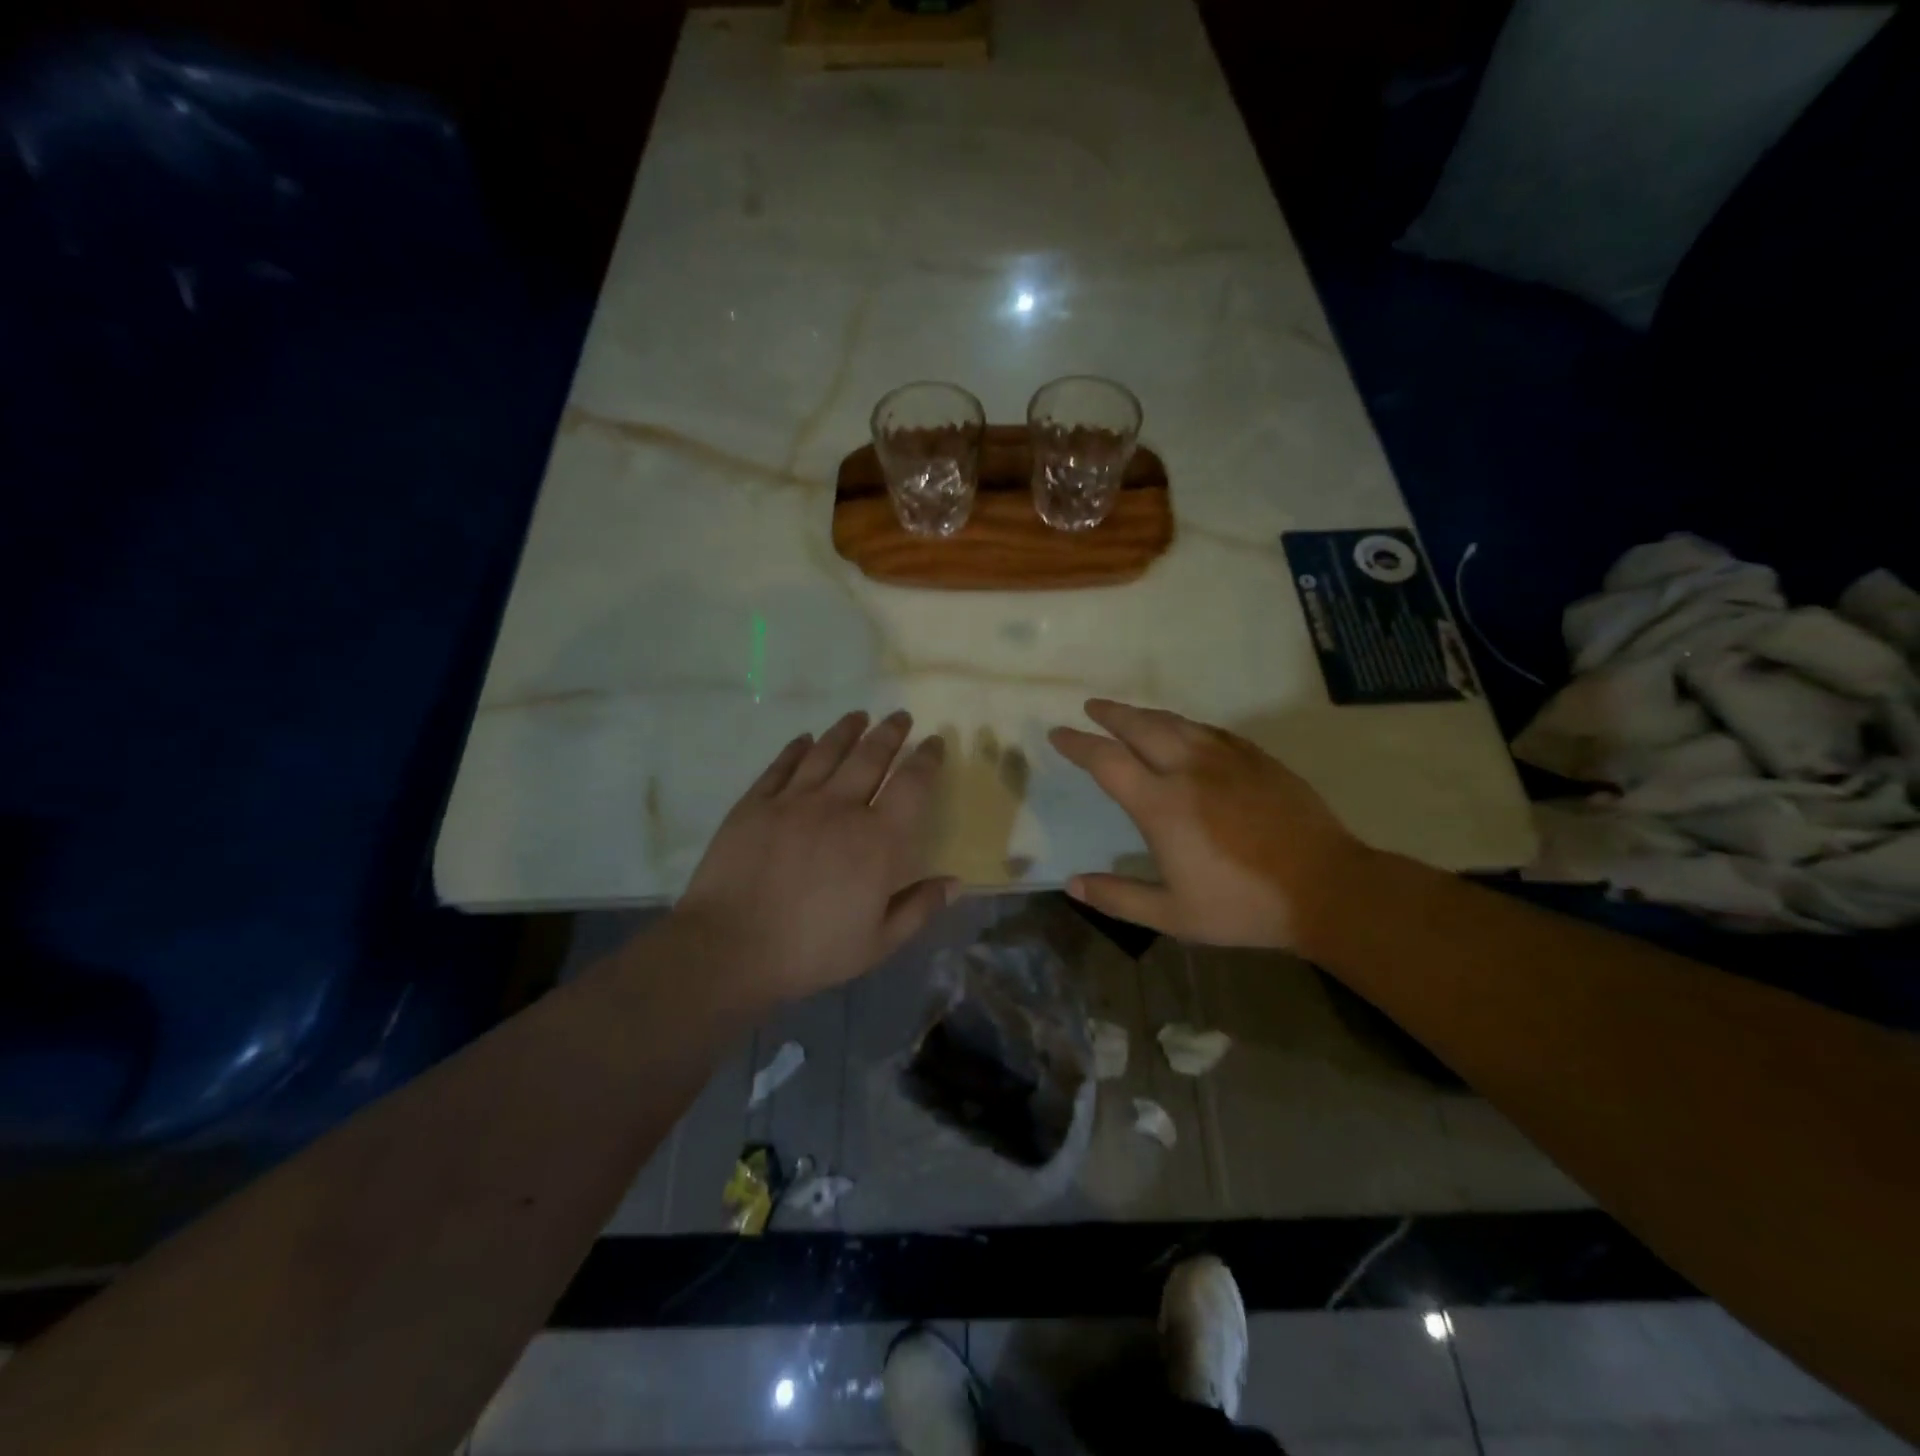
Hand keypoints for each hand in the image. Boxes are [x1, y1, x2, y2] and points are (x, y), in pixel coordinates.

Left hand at [674, 710, 956, 1003]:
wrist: (730, 948)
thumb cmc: (811, 951)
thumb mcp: (878, 943)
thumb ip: (919, 908)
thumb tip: (956, 882)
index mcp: (876, 840)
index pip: (912, 785)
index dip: (927, 759)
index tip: (934, 742)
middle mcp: (839, 808)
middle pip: (870, 756)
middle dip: (890, 732)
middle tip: (900, 717)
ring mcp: (793, 801)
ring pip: (826, 752)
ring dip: (847, 730)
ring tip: (859, 715)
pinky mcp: (755, 803)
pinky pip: (782, 766)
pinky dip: (797, 748)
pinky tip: (805, 739)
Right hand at [1048, 699, 1370, 948]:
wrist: (1326, 888)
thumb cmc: (1243, 906)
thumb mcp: (1173, 915)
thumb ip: (1119, 897)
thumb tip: (1072, 885)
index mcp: (1161, 805)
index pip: (1106, 761)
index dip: (1078, 745)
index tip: (1058, 734)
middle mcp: (1189, 770)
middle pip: (1140, 726)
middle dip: (1111, 714)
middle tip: (1091, 707)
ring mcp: (1227, 760)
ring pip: (1176, 722)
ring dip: (1145, 714)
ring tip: (1129, 713)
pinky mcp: (1257, 759)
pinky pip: (1210, 731)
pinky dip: (1185, 725)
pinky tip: (1185, 731)